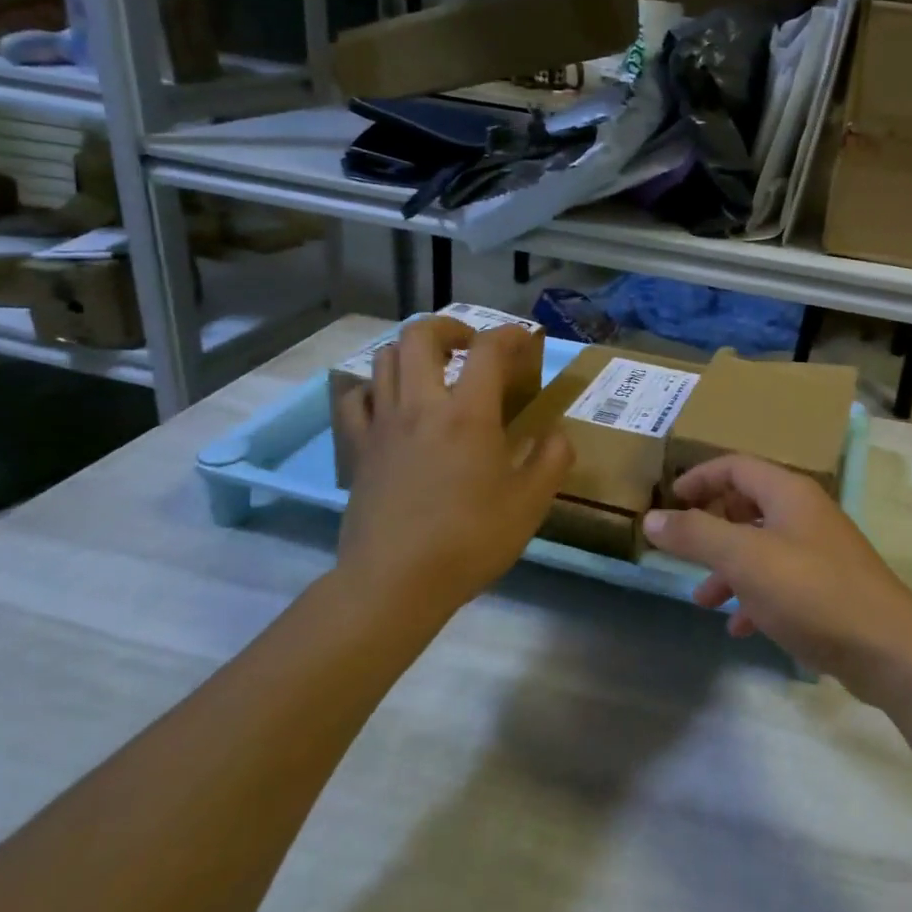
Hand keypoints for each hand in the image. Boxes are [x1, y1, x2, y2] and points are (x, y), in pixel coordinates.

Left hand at [334, 317, 570, 621]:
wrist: (394, 583)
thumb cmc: (469, 540)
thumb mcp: (530, 504)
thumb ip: (551, 460)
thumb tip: (556, 435)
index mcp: (468, 414)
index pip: (488, 349)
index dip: (510, 335)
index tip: (524, 343)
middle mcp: (422, 405)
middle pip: (421, 335)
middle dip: (450, 327)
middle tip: (471, 347)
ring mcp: (383, 424)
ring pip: (385, 358)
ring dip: (414, 352)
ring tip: (436, 371)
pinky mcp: (358, 448)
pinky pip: (356, 398)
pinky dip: (375, 387)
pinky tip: (392, 403)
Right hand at [642, 454, 911, 696]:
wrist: (887, 648)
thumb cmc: (811, 591)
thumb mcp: (745, 559)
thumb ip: (696, 536)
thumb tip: (651, 518)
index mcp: (788, 492)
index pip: (736, 466)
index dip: (699, 478)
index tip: (668, 500)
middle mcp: (805, 513)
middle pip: (748, 503)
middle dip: (711, 525)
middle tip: (682, 547)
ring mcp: (819, 551)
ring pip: (761, 546)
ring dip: (729, 567)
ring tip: (703, 599)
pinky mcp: (827, 588)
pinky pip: (780, 581)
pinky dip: (754, 596)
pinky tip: (739, 627)